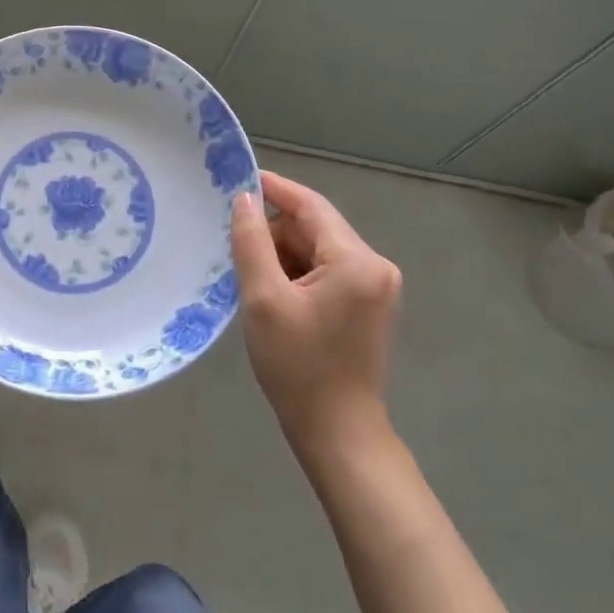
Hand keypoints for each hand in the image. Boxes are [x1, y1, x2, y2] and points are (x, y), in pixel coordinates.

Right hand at [230, 171, 402, 458]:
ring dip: (284, 256)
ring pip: (318, 249)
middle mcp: (375, 265)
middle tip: (237, 253)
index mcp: (356, 261)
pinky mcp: (369, 303)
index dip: (274, 188)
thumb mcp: (264, 299)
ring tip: (254, 283)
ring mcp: (376, 286)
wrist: (338, 434)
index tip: (238, 178)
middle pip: (314, 227)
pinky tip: (275, 295)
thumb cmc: (298, 367)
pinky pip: (327, 269)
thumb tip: (244, 199)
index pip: (310, 205)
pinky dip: (298, 273)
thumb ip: (252, 242)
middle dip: (275, 235)